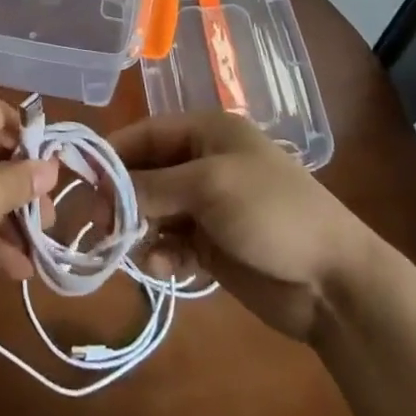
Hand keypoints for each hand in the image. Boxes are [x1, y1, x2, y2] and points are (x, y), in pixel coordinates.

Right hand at [112, 110, 371, 345]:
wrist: (335, 283)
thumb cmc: (271, 213)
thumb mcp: (208, 187)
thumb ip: (152, 186)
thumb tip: (103, 191)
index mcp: (208, 132)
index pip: (146, 134)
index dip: (113, 154)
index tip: (80, 178)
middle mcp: (205, 163)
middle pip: (147, 173)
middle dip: (123, 196)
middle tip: (98, 223)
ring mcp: (209, 205)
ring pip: (155, 210)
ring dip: (140, 228)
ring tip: (130, 249)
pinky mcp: (213, 245)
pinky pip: (172, 242)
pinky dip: (162, 253)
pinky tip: (163, 268)